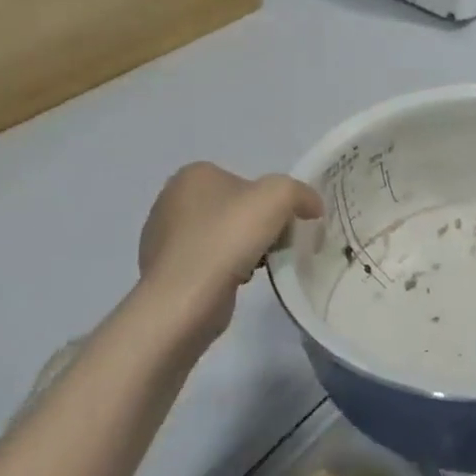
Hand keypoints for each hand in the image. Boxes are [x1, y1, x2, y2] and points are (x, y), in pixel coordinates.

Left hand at [139, 163, 322, 344]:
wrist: (185, 299)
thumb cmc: (228, 237)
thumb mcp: (279, 196)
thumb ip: (301, 193)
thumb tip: (312, 207)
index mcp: (194, 175)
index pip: (246, 182)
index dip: (272, 202)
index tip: (286, 225)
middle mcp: (172, 200)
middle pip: (236, 208)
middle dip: (259, 226)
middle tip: (275, 246)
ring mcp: (163, 237)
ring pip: (223, 235)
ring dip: (245, 248)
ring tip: (257, 267)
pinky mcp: (165, 270)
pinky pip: (208, 261)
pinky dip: (226, 269)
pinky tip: (236, 281)